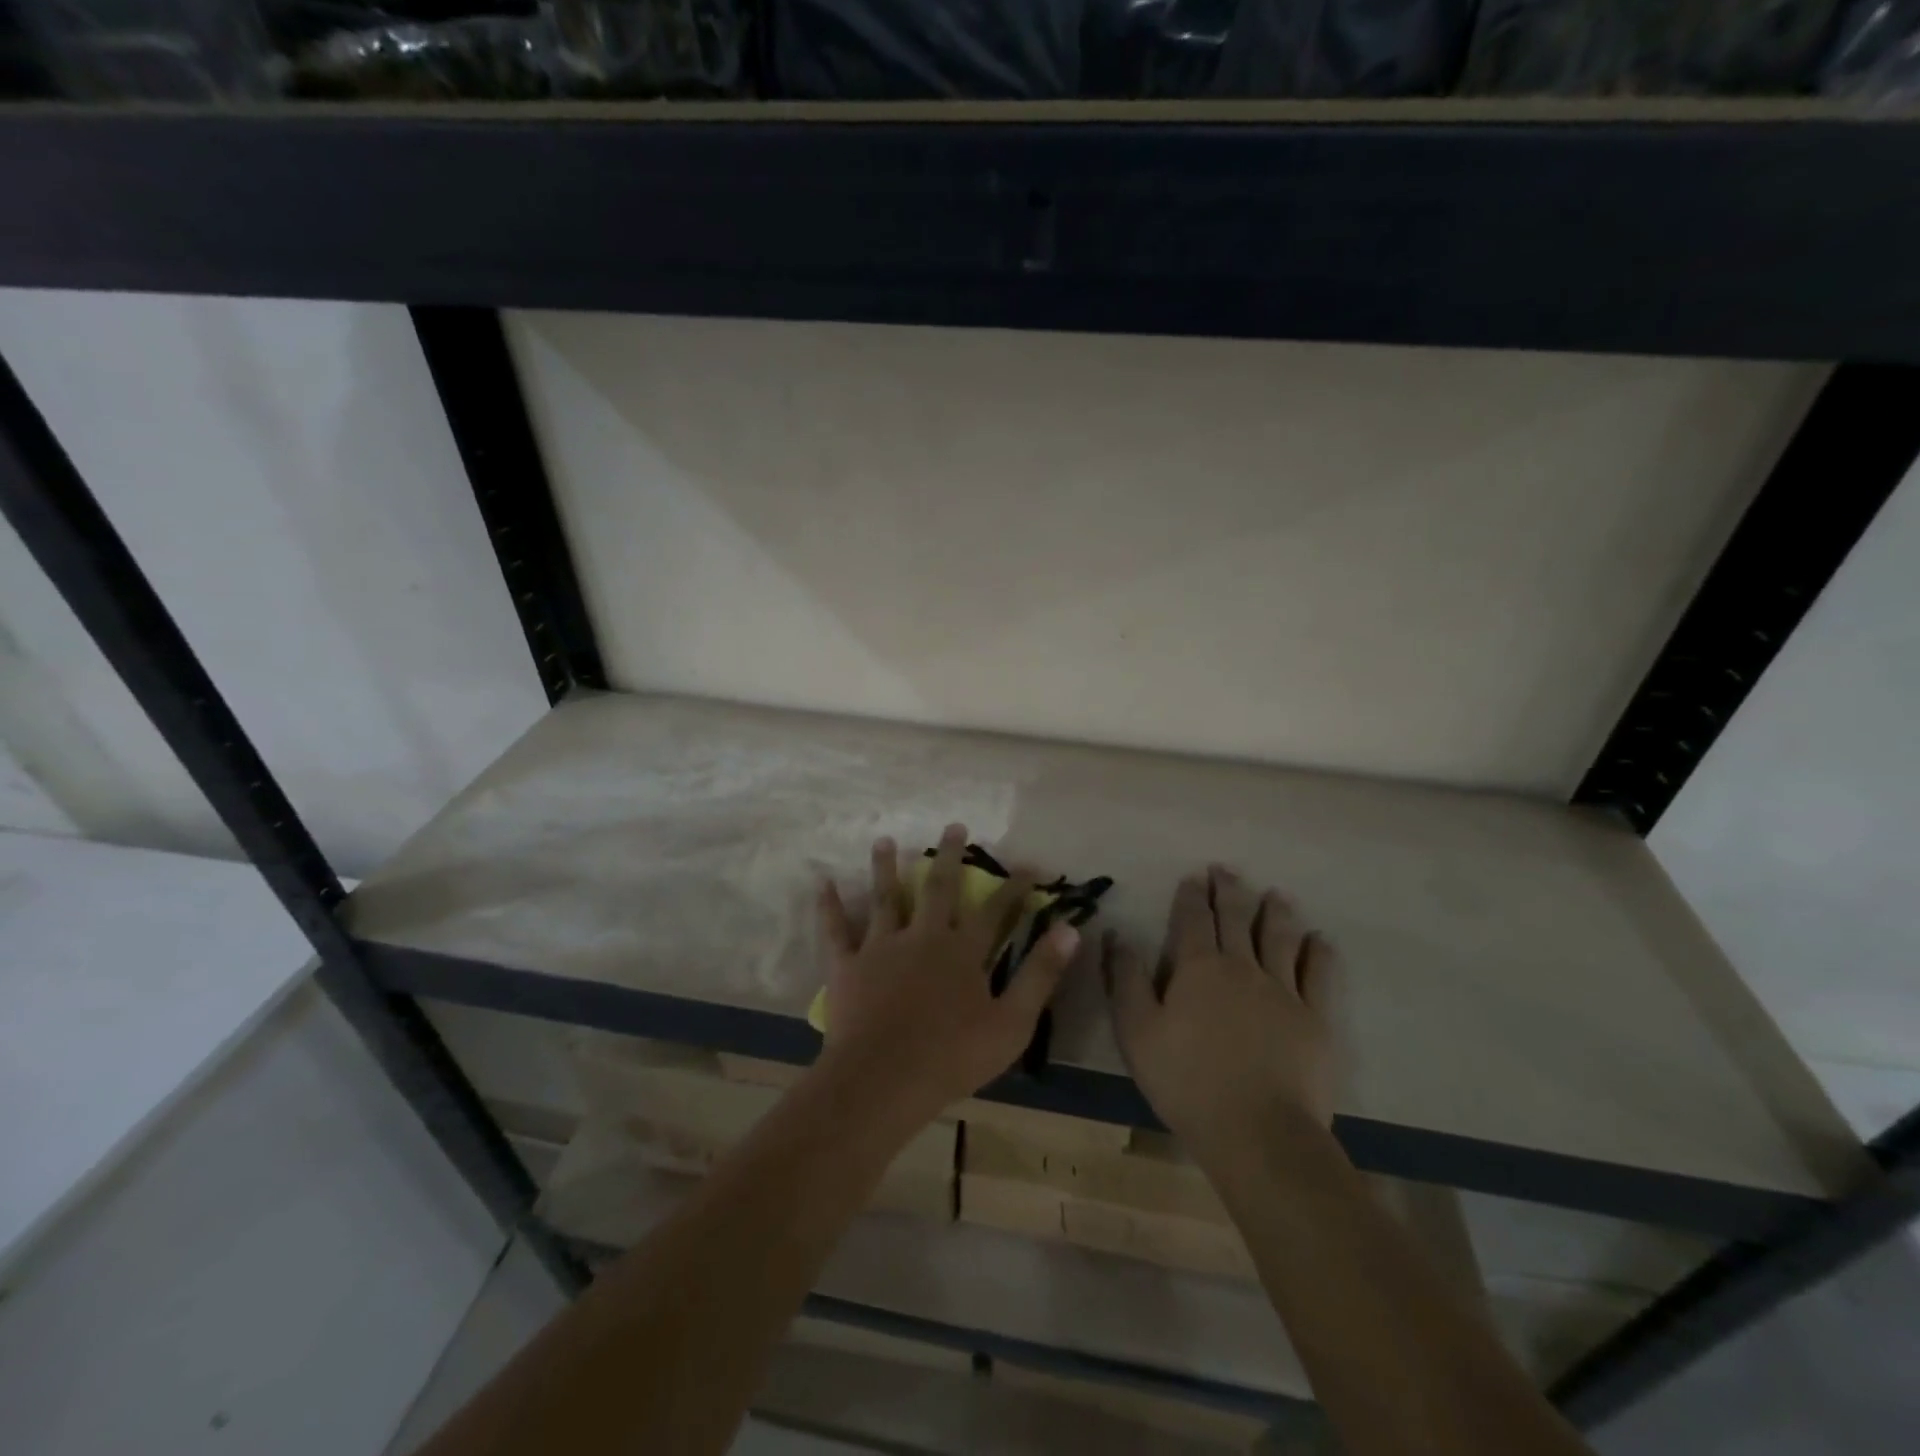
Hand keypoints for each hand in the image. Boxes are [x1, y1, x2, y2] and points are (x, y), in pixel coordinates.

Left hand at [812, 824, 1078, 1126]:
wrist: (883, 1080)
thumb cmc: (952, 1057)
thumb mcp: (1012, 1022)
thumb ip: (1040, 974)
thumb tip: (1070, 929)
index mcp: (962, 951)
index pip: (994, 910)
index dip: (1013, 887)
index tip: (1028, 864)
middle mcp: (923, 936)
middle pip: (938, 888)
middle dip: (948, 857)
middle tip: (953, 826)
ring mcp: (881, 947)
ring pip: (886, 898)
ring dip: (886, 868)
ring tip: (885, 840)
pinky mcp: (848, 965)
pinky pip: (836, 930)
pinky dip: (830, 906)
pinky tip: (824, 882)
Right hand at [1104, 865, 1339, 1164]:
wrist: (1258, 1132)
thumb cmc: (1186, 1081)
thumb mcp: (1136, 1031)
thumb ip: (1126, 979)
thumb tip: (1118, 935)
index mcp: (1198, 968)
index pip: (1193, 920)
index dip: (1192, 896)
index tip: (1194, 877)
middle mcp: (1242, 967)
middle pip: (1236, 919)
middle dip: (1230, 891)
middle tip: (1226, 869)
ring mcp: (1283, 991)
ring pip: (1279, 938)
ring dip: (1276, 912)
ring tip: (1276, 894)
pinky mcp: (1315, 1019)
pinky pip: (1319, 976)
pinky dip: (1318, 953)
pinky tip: (1320, 940)